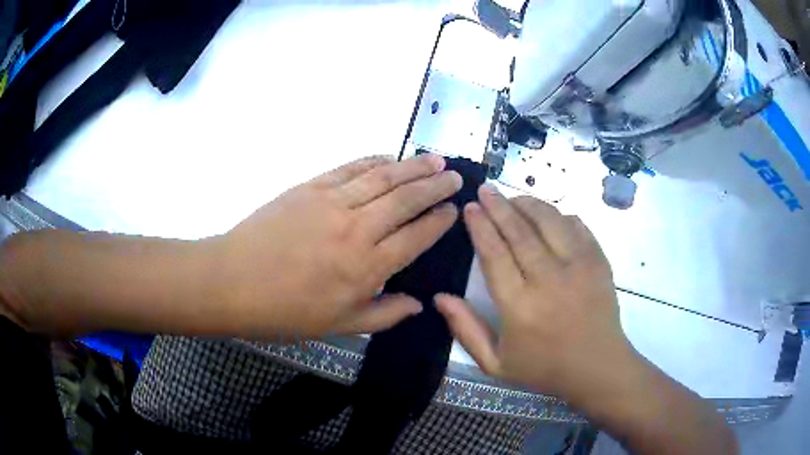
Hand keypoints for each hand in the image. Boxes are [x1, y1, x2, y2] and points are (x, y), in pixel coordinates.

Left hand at [216, 154, 461, 338]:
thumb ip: (384, 315)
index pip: (416, 237)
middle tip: (455, 177)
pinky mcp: (310, 187)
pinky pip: (350, 168)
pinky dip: (374, 160)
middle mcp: (356, 229)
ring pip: (383, 178)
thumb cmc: (285, 311)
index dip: (438, 222)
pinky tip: (389, 157)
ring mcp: (332, 203)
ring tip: (435, 159)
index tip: (454, 210)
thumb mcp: (339, 326)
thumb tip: (419, 305)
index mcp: (366, 268)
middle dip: (435, 186)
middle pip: (406, 200)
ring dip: (413, 166)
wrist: (233, 281)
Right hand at [436, 185, 636, 398]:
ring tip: (513, 197)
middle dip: (498, 206)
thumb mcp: (496, 363)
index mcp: (520, 306)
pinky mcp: (598, 262)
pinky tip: (548, 215)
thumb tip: (439, 297)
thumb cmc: (545, 368)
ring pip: (549, 221)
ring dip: (528, 204)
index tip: (470, 208)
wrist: (598, 368)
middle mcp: (549, 280)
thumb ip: (465, 330)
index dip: (480, 227)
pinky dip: (560, 215)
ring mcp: (578, 267)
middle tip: (486, 189)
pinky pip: (577, 226)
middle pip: (519, 231)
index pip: (494, 254)